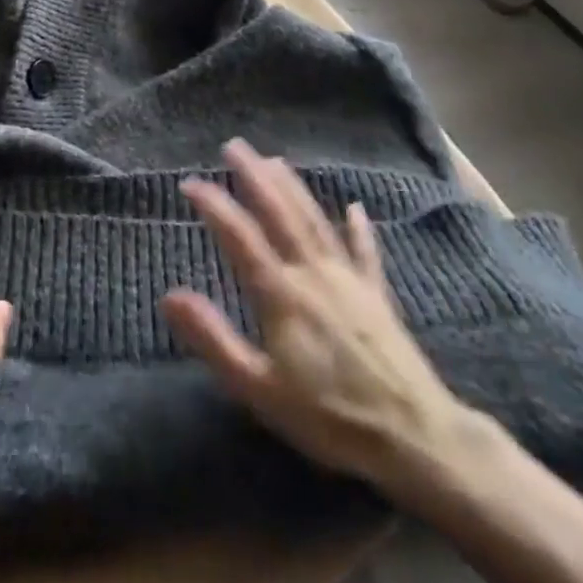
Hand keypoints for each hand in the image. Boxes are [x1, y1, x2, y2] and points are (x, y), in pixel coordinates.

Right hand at [161, 140, 489, 500]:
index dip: (214, 205)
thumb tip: (169, 295)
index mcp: (281, 294)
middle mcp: (313, 274)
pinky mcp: (378, 296)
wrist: (413, 436)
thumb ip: (213, 338)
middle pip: (280, 214)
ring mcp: (350, 280)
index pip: (240, 236)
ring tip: (275, 161)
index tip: (190, 181)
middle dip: (255, 177)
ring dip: (294, 188)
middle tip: (235, 146)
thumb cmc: (328, 417)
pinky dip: (359, 228)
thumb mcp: (258, 388)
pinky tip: (355, 208)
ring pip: (316, 222)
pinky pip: (365, 252)